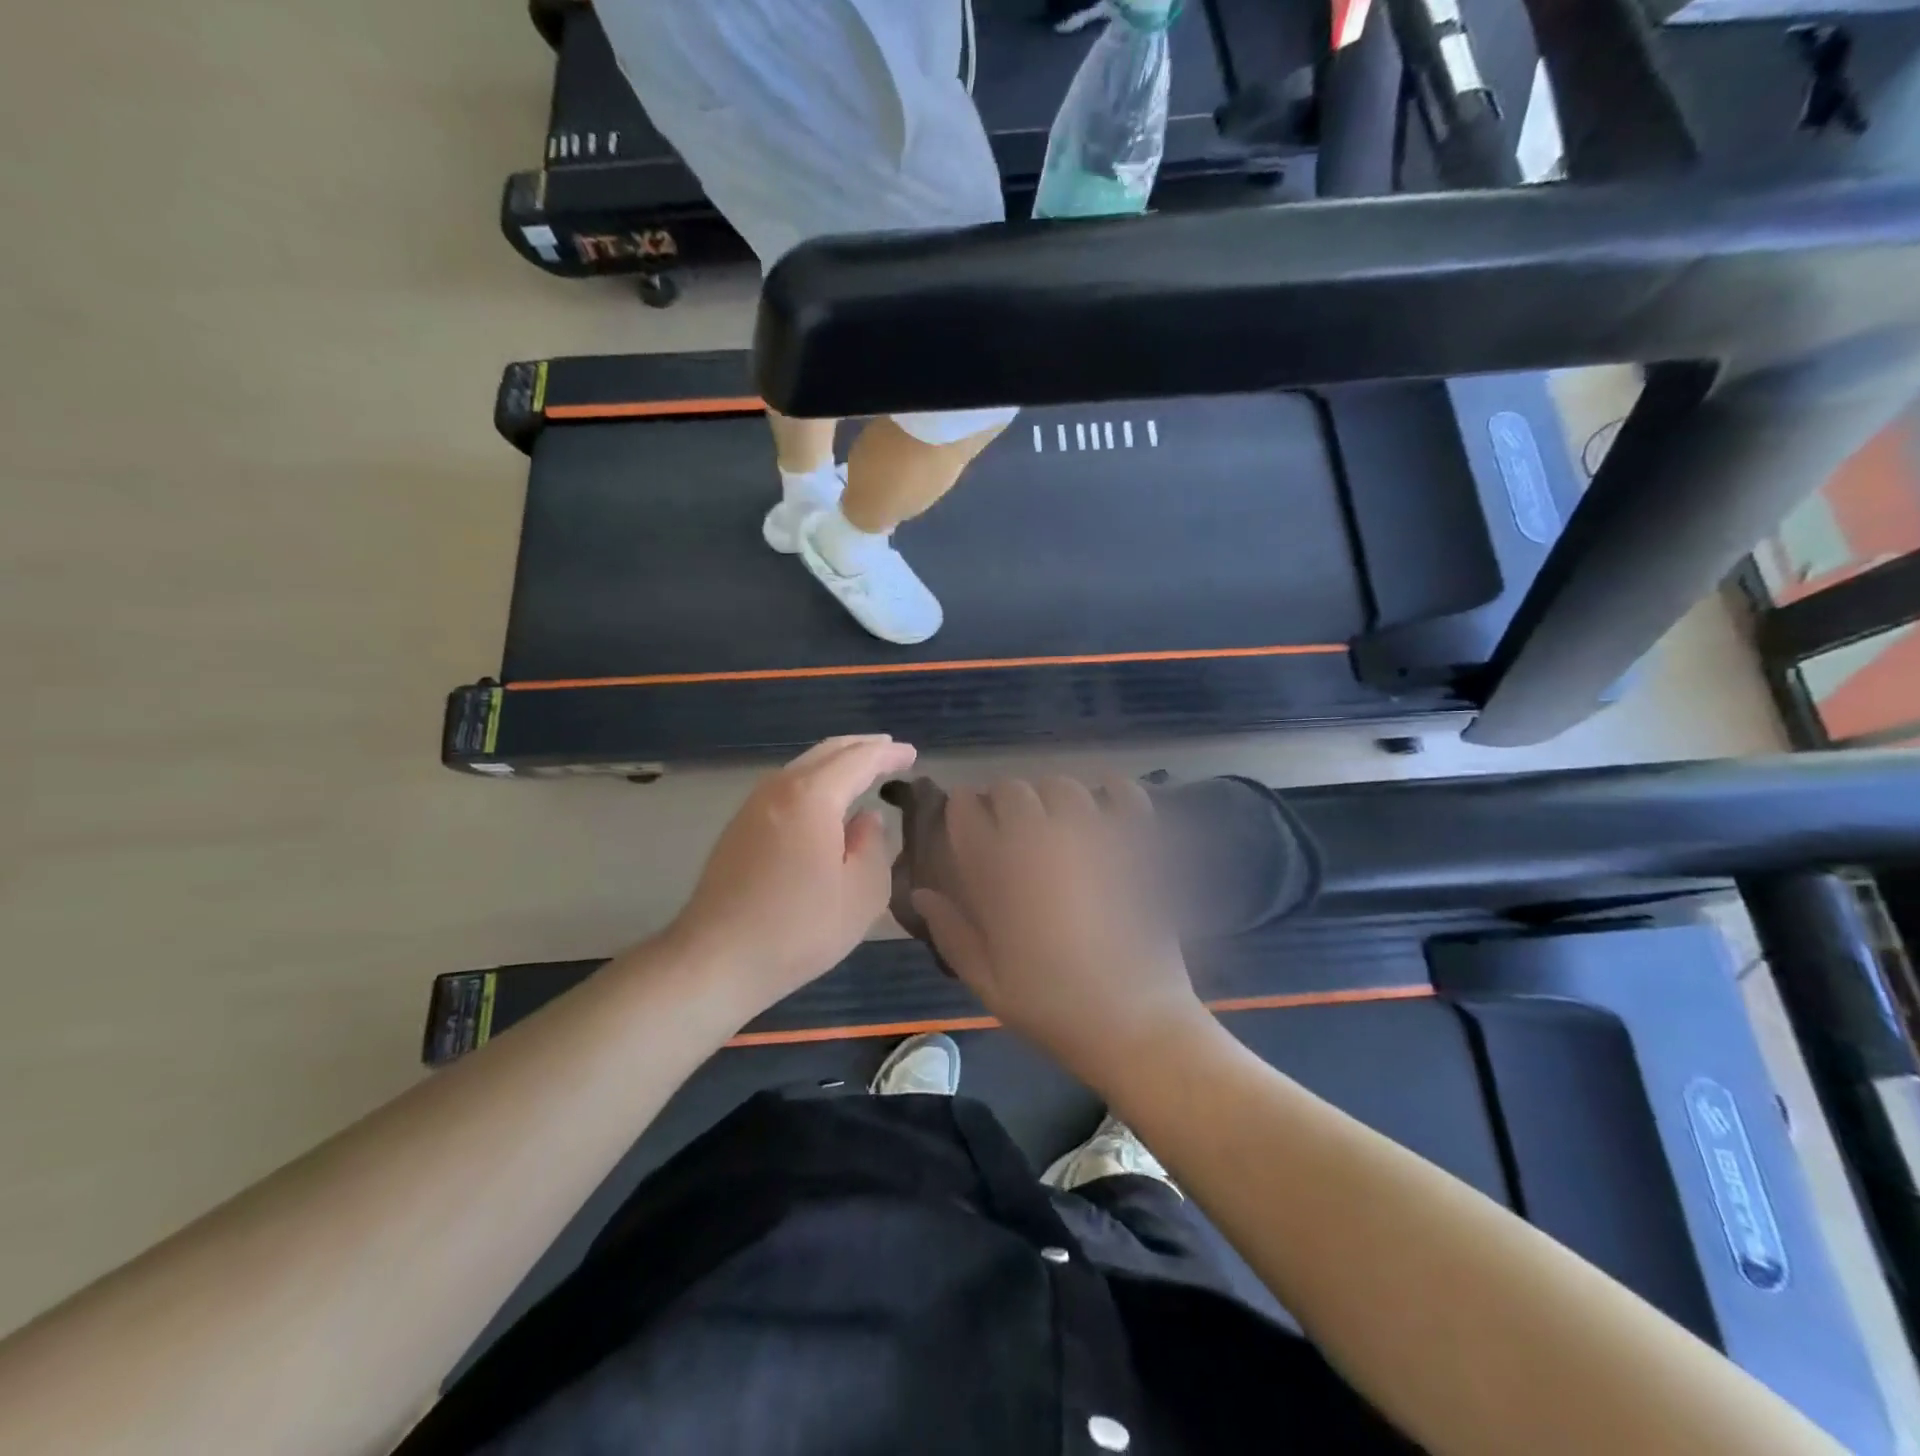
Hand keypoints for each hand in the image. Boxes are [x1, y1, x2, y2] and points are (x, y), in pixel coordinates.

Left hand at [669, 735, 916, 1011]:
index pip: (859, 760)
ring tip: (862, 769)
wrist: (716, 959)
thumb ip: (874, 846)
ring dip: (836, 762)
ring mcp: (753, 806)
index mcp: (812, 796)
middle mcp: (779, 788)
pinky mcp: (739, 827)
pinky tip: (824, 799)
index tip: (912, 754)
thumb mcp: (862, 894)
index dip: (888, 754)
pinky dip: (814, 780)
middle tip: (890, 750)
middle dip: (862, 747)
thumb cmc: (798, 928)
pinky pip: (786, 785)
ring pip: (802, 766)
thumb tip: (866, 820)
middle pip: (826, 752)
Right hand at [911, 776, 1207, 1088]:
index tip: (966, 824)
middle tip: (1009, 830)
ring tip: (1055, 824)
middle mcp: (1041, 839)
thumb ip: (950, 931)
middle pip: (1012, 789)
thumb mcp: (987, 982)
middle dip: (1003, 803)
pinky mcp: (1136, 843)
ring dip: (1050, 799)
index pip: (966, 809)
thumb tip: (921, 893)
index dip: (962, 809)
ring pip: (1062, 786)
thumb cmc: (1054, 1007)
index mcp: (998, 870)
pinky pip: (1124, 794)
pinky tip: (1106, 804)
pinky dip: (1113, 791)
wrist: (1135, 1024)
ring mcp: (1093, 836)